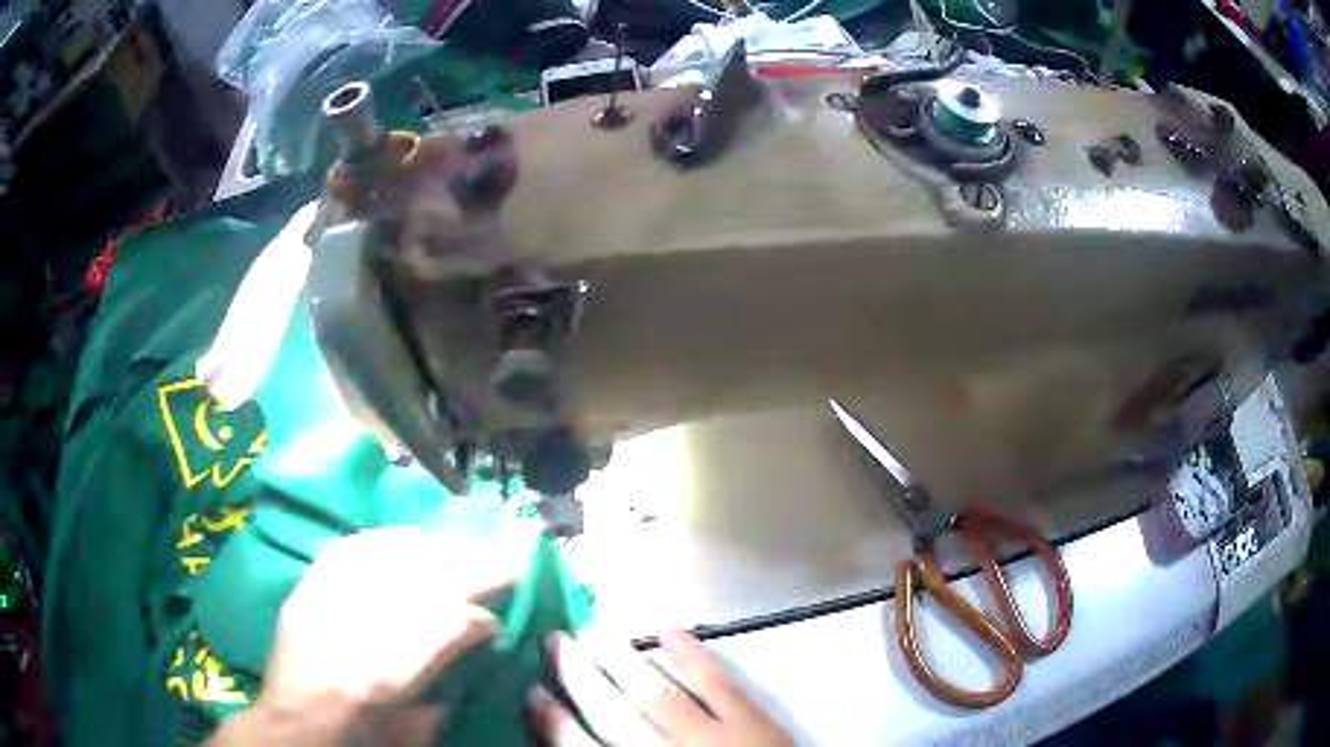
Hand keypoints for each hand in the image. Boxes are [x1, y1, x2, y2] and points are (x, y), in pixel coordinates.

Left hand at [209, 527, 515, 745]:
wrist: (290, 728)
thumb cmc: (353, 739)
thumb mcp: (408, 733)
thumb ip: (441, 696)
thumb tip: (466, 661)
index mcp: (390, 670)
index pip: (452, 623)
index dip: (483, 618)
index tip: (499, 624)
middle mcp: (361, 624)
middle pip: (429, 581)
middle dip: (477, 571)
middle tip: (509, 566)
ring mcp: (330, 598)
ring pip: (392, 556)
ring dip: (438, 548)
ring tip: (466, 546)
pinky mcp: (309, 587)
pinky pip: (350, 549)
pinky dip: (384, 539)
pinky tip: (408, 536)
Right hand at [530, 629, 794, 745]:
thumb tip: (578, 738)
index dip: (554, 722)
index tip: (531, 691)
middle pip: (616, 715)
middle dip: (581, 678)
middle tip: (554, 642)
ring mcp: (715, 738)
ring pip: (659, 695)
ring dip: (622, 661)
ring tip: (591, 631)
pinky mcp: (754, 722)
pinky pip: (719, 684)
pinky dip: (693, 655)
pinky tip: (666, 629)